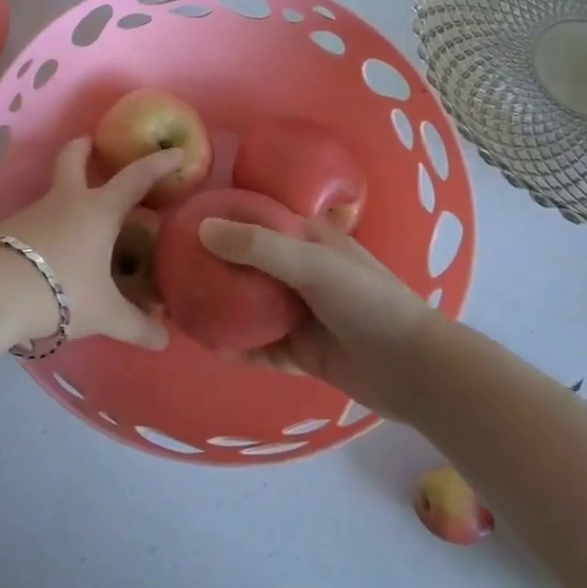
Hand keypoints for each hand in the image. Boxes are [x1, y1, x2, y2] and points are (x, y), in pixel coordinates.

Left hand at [0, 139, 180, 349]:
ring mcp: (33, 212)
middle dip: (83, 149)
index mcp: (98, 211)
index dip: (157, 165)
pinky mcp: (8, 229)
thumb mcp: (105, 314)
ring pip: (53, 193)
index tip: (175, 153)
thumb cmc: (63, 290)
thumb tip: (164, 341)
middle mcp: (66, 201)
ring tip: (78, 221)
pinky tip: (50, 250)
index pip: (135, 179)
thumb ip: (137, 325)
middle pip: (72, 160)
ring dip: (66, 196)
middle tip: (91, 144)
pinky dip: (47, 227)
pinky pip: (35, 221)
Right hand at [198, 215, 432, 412]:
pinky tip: (210, 347)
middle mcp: (299, 272)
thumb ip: (257, 246)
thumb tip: (202, 229)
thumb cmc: (366, 301)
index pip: (257, 220)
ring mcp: (299, 312)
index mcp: (307, 240)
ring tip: (182, 308)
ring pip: (249, 306)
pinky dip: (237, 346)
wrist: (414, 369)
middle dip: (214, 267)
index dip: (224, 218)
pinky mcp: (300, 350)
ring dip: (221, 307)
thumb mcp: (312, 263)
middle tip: (172, 270)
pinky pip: (260, 346)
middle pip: (247, 265)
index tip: (184, 221)